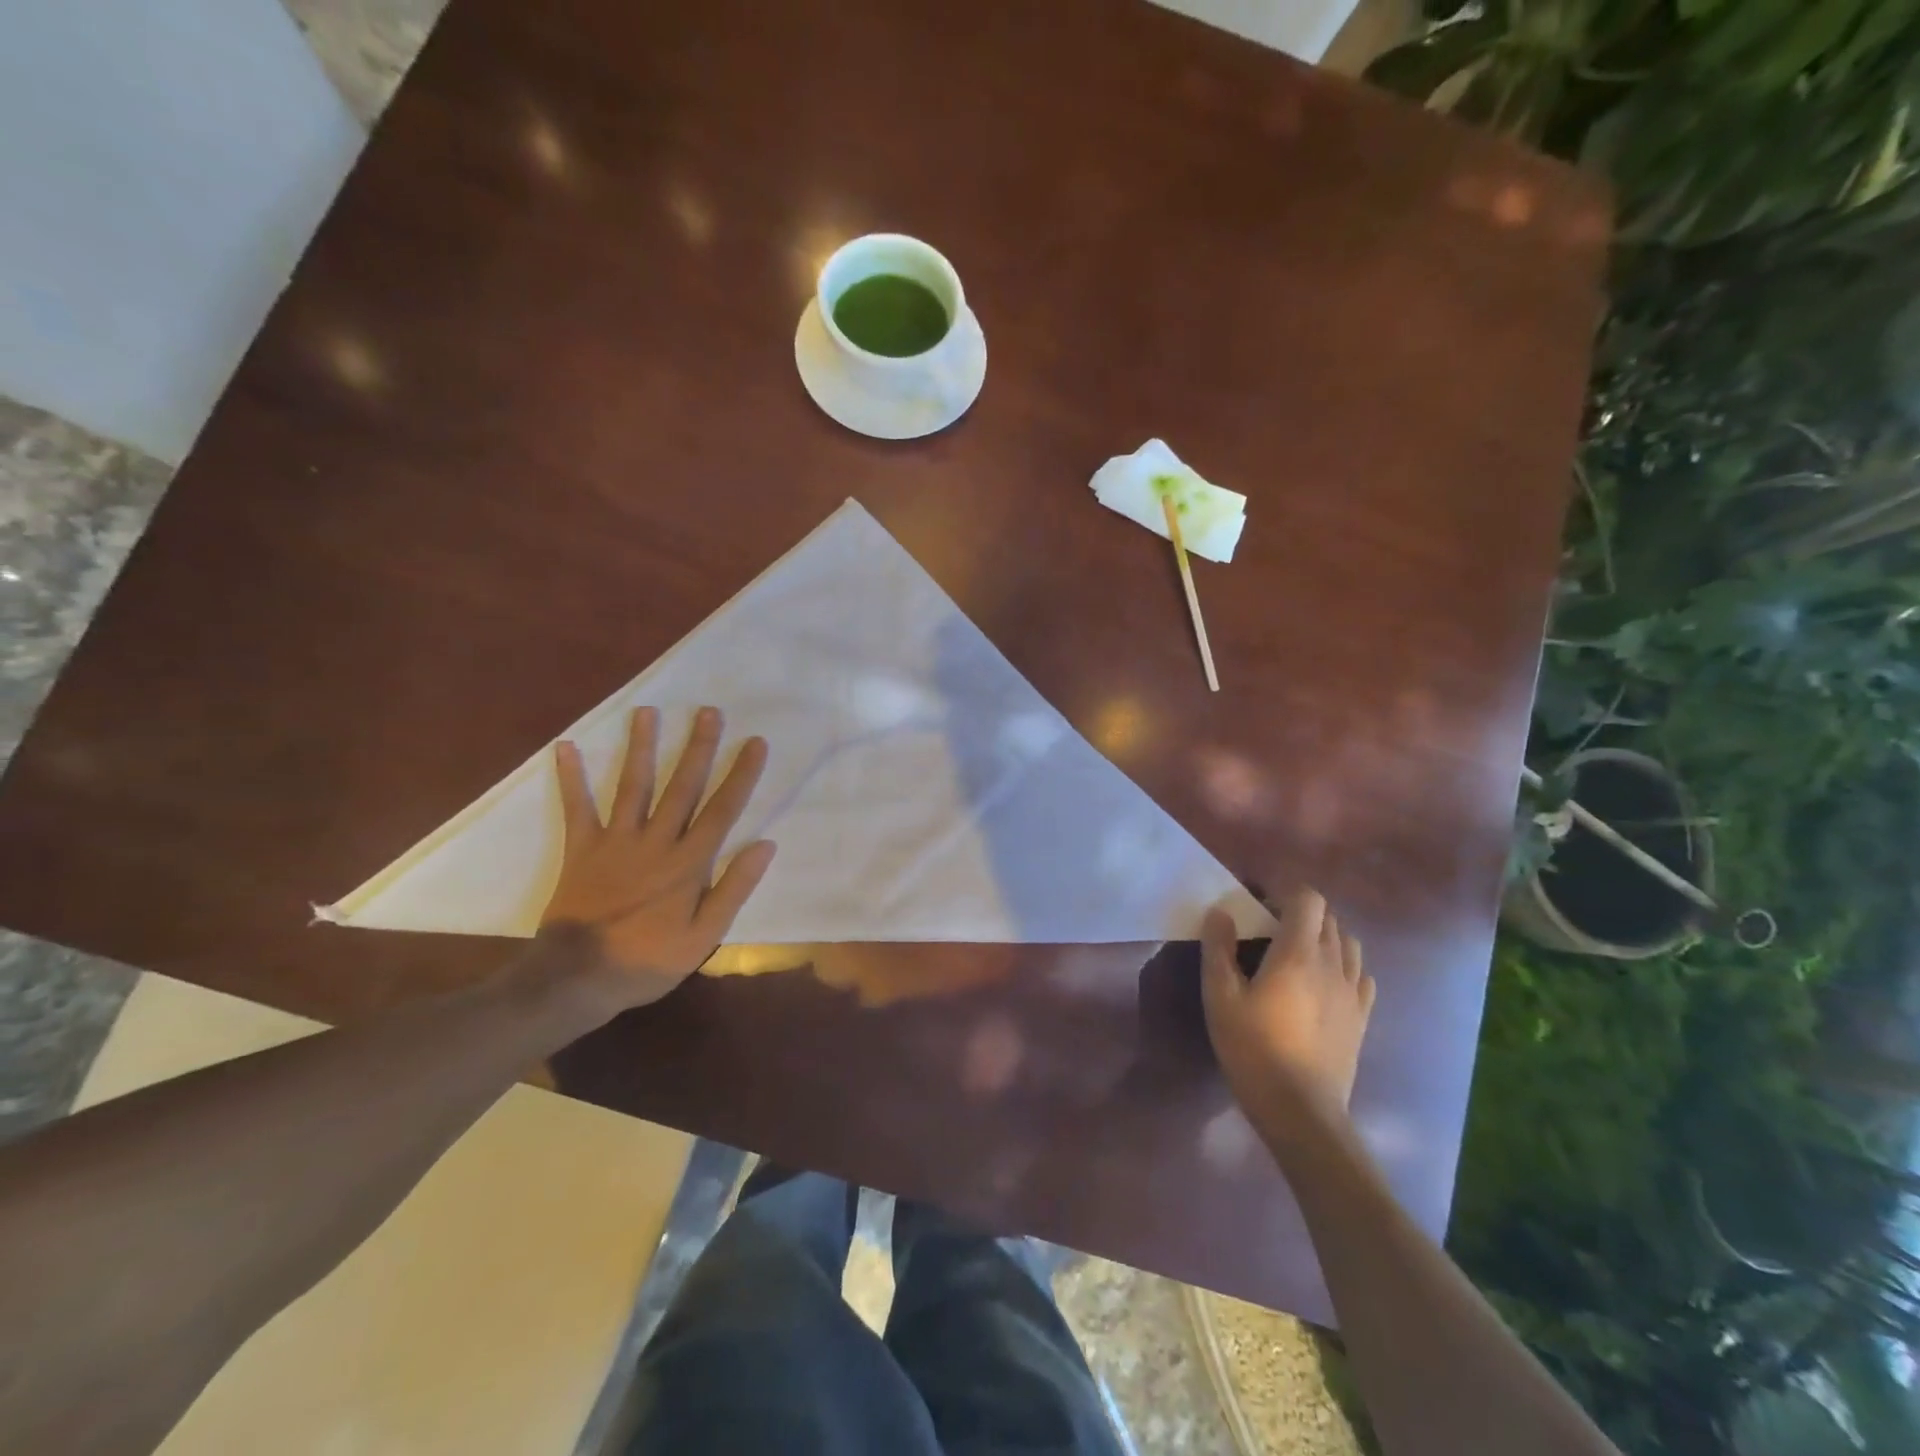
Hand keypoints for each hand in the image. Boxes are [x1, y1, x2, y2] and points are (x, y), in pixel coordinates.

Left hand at [540, 705, 775, 1012]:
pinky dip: (571, 778)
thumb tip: (765, 846)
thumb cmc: (648, 959)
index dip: (740, 774)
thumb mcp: (703, 935)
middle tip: (709, 711)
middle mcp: (655, 841)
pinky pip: (577, 808)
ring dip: (641, 747)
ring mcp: (616, 842)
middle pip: (681, 786)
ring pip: (633, 786)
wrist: (578, 978)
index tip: (755, 742)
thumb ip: (734, 888)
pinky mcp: (582, 850)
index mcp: (688, 862)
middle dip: (698, 747)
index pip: (722, 809)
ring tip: (648, 712)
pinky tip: (567, 747)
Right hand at [1201, 888, 1375, 1128]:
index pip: (1308, 899)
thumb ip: (1219, 948)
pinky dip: (1343, 965)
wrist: (1301, 1111)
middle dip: (1299, 913)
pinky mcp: (1362, 1017)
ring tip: (1296, 955)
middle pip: (1327, 917)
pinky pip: (1360, 974)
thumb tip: (1221, 912)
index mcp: (1298, 952)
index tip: (1259, 906)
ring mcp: (1353, 991)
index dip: (1284, 893)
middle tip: (1268, 930)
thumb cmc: (1253, 1049)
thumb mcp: (1220, 997)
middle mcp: (1333, 963)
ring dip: (1323, 937)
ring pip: (1348, 943)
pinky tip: (1323, 983)